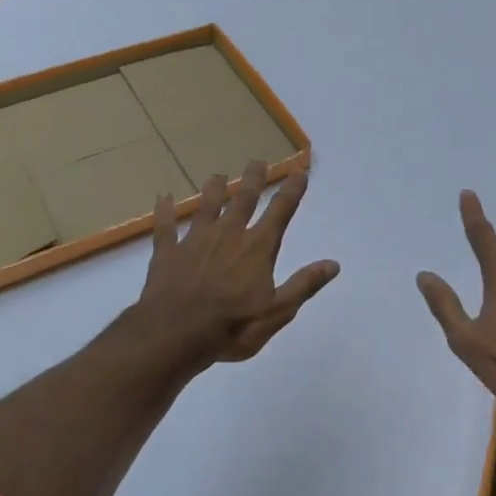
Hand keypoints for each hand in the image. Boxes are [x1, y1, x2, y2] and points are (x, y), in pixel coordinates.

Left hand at [136, 161, 339, 366]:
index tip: (300, 171)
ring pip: (206, 206)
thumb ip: (304, 285)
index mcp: (258, 248)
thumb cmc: (232, 327)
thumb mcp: (278, 312)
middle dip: (253, 179)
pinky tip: (162, 197)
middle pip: (243, 199)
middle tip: (258, 161)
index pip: (280, 212)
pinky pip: (165, 227)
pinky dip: (164, 211)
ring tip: (217, 176)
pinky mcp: (167, 252)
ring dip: (213, 189)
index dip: (292, 190)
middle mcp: (228, 235)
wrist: (175, 334)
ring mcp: (195, 241)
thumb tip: (333, 264)